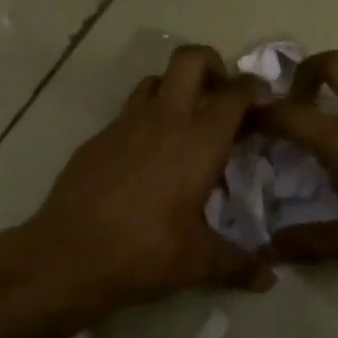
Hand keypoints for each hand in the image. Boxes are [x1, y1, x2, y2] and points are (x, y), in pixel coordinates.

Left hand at [21, 45, 273, 319]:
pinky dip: (145, 119)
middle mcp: (164, 119)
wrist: (68, 254)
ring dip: (176, 88)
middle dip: (212, 64)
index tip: (262, 102)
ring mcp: (126, 123)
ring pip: (155, 80)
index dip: (253, 89)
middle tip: (221, 96)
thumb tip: (269, 278)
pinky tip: (146, 156)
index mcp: (199, 140)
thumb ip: (238, 264)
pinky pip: (129, 111)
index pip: (234, 94)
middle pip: (190, 59)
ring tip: (185, 123)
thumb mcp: (199, 262)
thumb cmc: (144, 252)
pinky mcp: (98, 137)